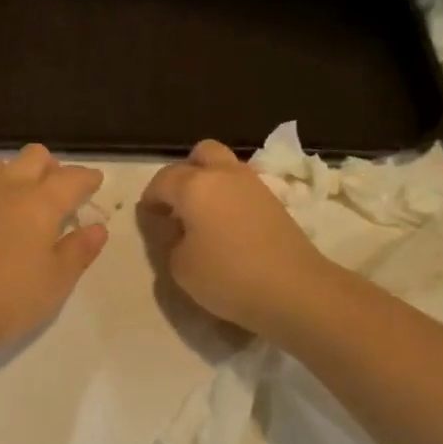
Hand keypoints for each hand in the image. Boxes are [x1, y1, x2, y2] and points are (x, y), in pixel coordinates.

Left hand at [0, 145, 108, 357]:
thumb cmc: (9, 297)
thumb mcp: (56, 281)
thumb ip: (78, 251)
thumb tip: (96, 228)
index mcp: (40, 202)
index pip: (71, 178)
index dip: (87, 178)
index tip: (96, 182)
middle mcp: (7, 190)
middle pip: (33, 157)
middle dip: (52, 167)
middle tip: (61, 191)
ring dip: (17, 173)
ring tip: (25, 199)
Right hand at [139, 140, 329, 338]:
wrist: (294, 289)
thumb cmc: (228, 276)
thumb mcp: (180, 267)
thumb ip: (170, 241)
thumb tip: (178, 229)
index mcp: (194, 185)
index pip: (162, 180)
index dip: (150, 198)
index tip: (148, 218)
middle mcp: (224, 174)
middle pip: (201, 154)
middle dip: (185, 173)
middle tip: (178, 204)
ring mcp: (254, 185)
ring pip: (226, 168)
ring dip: (211, 183)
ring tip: (203, 217)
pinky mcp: (275, 202)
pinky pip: (243, 188)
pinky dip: (231, 198)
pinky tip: (227, 227)